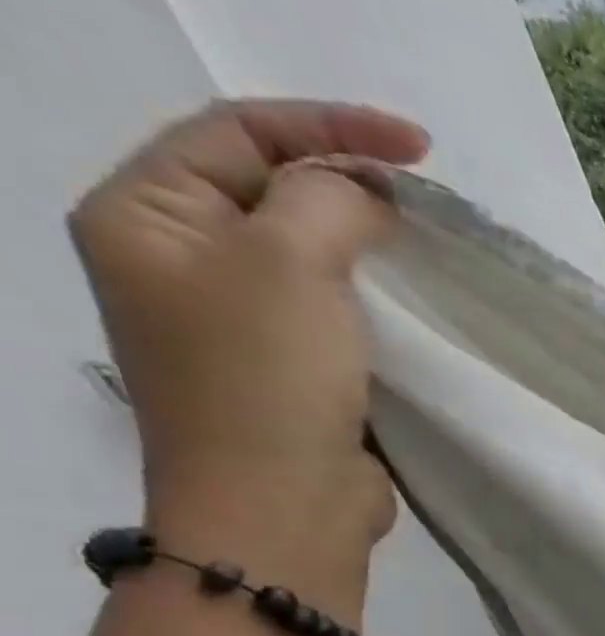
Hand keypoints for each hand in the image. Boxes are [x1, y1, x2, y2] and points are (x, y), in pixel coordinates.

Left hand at [68, 100, 429, 595]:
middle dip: (349, 186)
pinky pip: (336, 314)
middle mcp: (183, 262)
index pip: (237, 133)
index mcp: (146, 216)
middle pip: (270, 192)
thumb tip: (370, 196)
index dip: (329, 128)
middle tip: (426, 202)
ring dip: (369, 248)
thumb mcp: (287, 264)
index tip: (419, 150)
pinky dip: (377, 302)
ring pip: (310, 257)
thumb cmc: (266, 380)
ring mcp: (239, 323)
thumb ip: (328, 204)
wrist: (282, 507)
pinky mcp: (293, 372)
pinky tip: (415, 307)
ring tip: (428, 250)